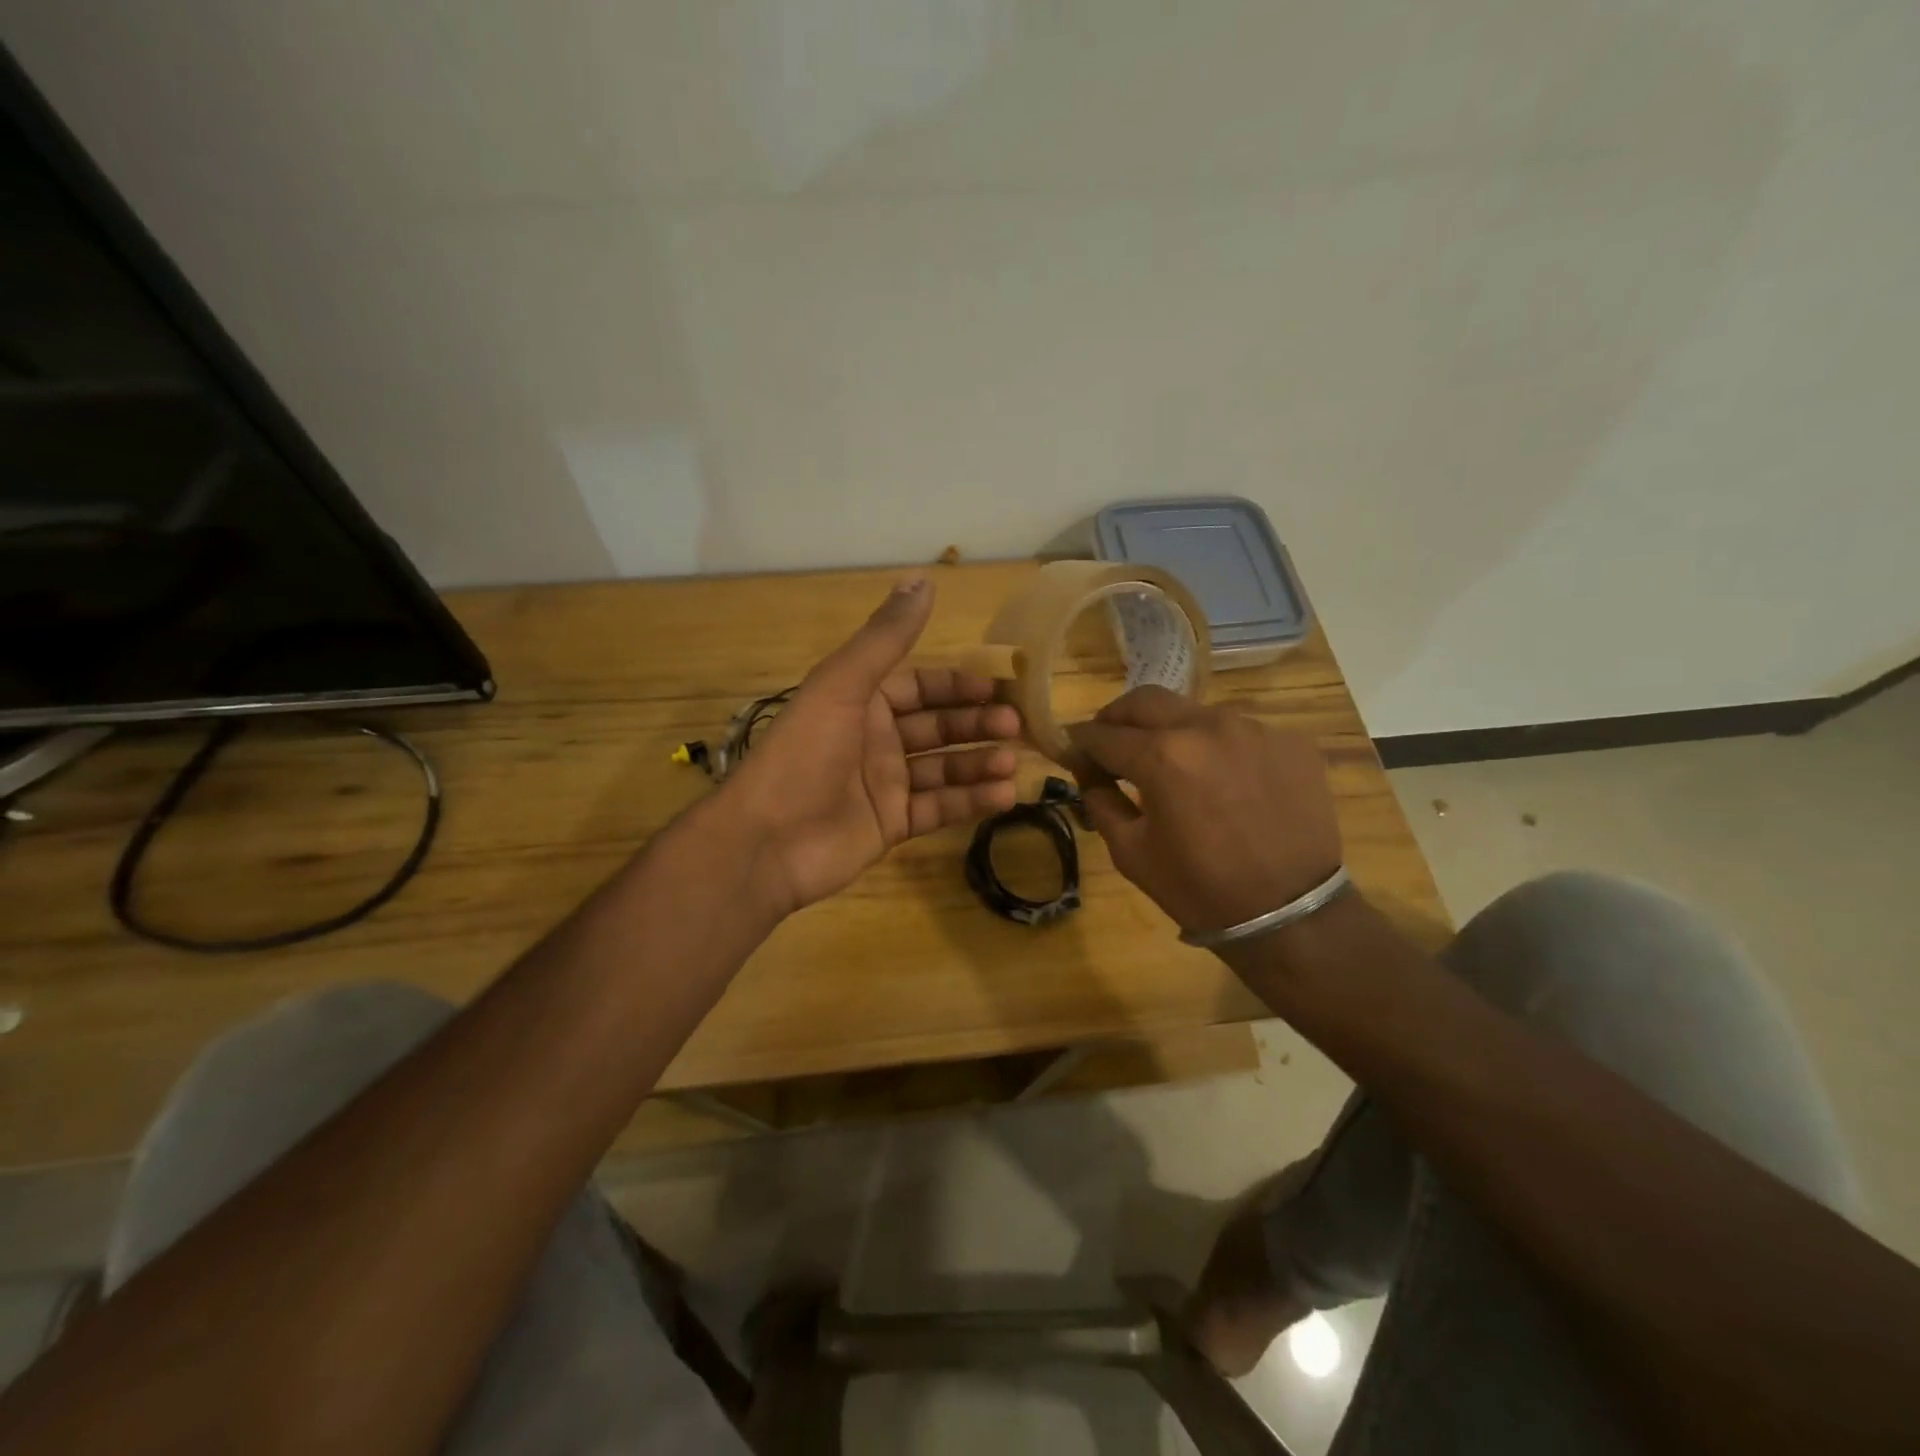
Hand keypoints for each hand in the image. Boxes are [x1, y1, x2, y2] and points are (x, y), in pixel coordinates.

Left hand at [722, 577, 1020, 915]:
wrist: (766, 841)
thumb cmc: (804, 753)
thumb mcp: (843, 685)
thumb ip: (885, 637)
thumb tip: (923, 578)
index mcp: (862, 702)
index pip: (920, 687)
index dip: (957, 686)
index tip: (997, 688)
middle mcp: (876, 740)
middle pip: (938, 727)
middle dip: (976, 724)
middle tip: (1017, 726)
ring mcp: (885, 784)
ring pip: (944, 768)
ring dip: (978, 762)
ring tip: (1012, 762)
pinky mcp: (892, 824)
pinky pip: (939, 808)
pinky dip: (970, 801)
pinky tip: (1003, 795)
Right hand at [1068, 686, 1341, 934]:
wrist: (1291, 914)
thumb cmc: (1199, 889)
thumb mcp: (1131, 851)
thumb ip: (1100, 800)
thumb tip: (1088, 771)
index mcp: (1161, 756)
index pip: (1103, 734)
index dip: (1080, 743)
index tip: (1073, 752)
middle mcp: (1206, 726)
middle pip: (1144, 700)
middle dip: (1117, 718)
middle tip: (1111, 744)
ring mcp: (1254, 728)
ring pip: (1193, 712)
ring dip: (1170, 731)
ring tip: (1171, 765)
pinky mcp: (1289, 741)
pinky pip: (1238, 732)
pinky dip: (1216, 748)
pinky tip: (1221, 781)